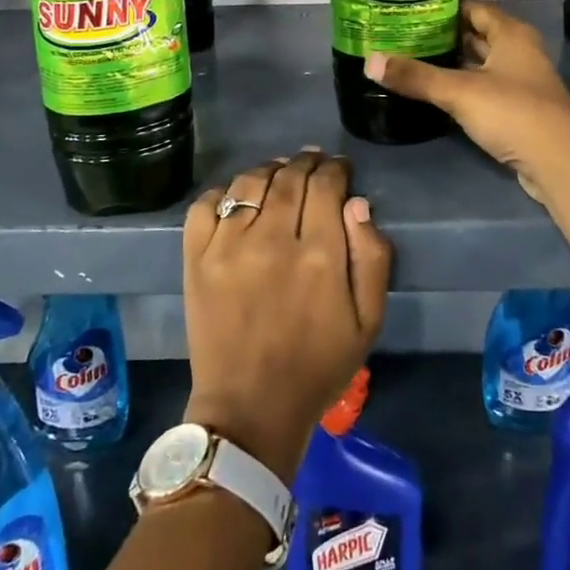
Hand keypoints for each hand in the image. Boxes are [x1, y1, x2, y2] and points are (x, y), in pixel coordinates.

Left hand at [182, 151, 391, 483]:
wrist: (250, 408)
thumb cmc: (318, 367)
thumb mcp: (368, 322)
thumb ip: (372, 258)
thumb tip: (357, 203)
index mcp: (319, 255)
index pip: (326, 185)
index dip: (335, 168)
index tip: (339, 168)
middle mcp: (272, 238)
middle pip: (289, 176)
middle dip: (306, 161)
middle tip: (313, 162)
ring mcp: (228, 246)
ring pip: (249, 181)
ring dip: (269, 169)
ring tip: (278, 172)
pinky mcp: (197, 258)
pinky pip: (206, 204)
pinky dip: (223, 192)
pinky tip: (237, 198)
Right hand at [364, 0, 569, 201]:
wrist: (558, 162)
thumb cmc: (512, 112)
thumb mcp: (458, 91)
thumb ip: (415, 76)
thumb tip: (369, 61)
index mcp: (511, 34)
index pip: (474, 9)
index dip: (445, 8)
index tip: (412, 10)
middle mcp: (520, 51)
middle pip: (478, 35)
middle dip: (444, 36)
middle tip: (406, 36)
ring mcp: (522, 82)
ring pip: (482, 64)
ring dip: (454, 63)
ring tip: (415, 61)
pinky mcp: (520, 109)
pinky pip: (486, 88)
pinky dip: (464, 86)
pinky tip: (438, 93)